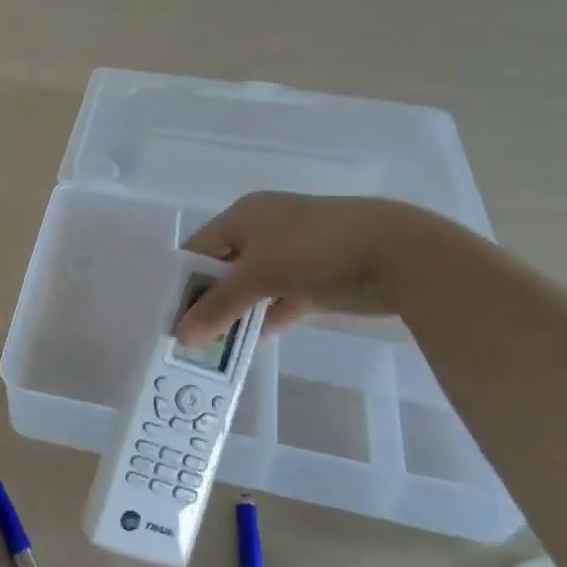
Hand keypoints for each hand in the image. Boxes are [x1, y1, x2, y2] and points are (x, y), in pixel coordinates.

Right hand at [174, 193, 449, 346]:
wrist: (398, 255)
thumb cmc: (315, 249)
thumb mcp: (259, 274)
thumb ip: (219, 306)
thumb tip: (180, 336)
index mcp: (243, 216)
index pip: (198, 248)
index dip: (182, 281)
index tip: (168, 316)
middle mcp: (263, 231)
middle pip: (222, 270)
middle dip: (206, 303)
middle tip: (187, 338)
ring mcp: (291, 257)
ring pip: (250, 290)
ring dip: (233, 317)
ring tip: (210, 350)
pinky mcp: (313, 282)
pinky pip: (276, 304)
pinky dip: (262, 323)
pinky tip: (245, 348)